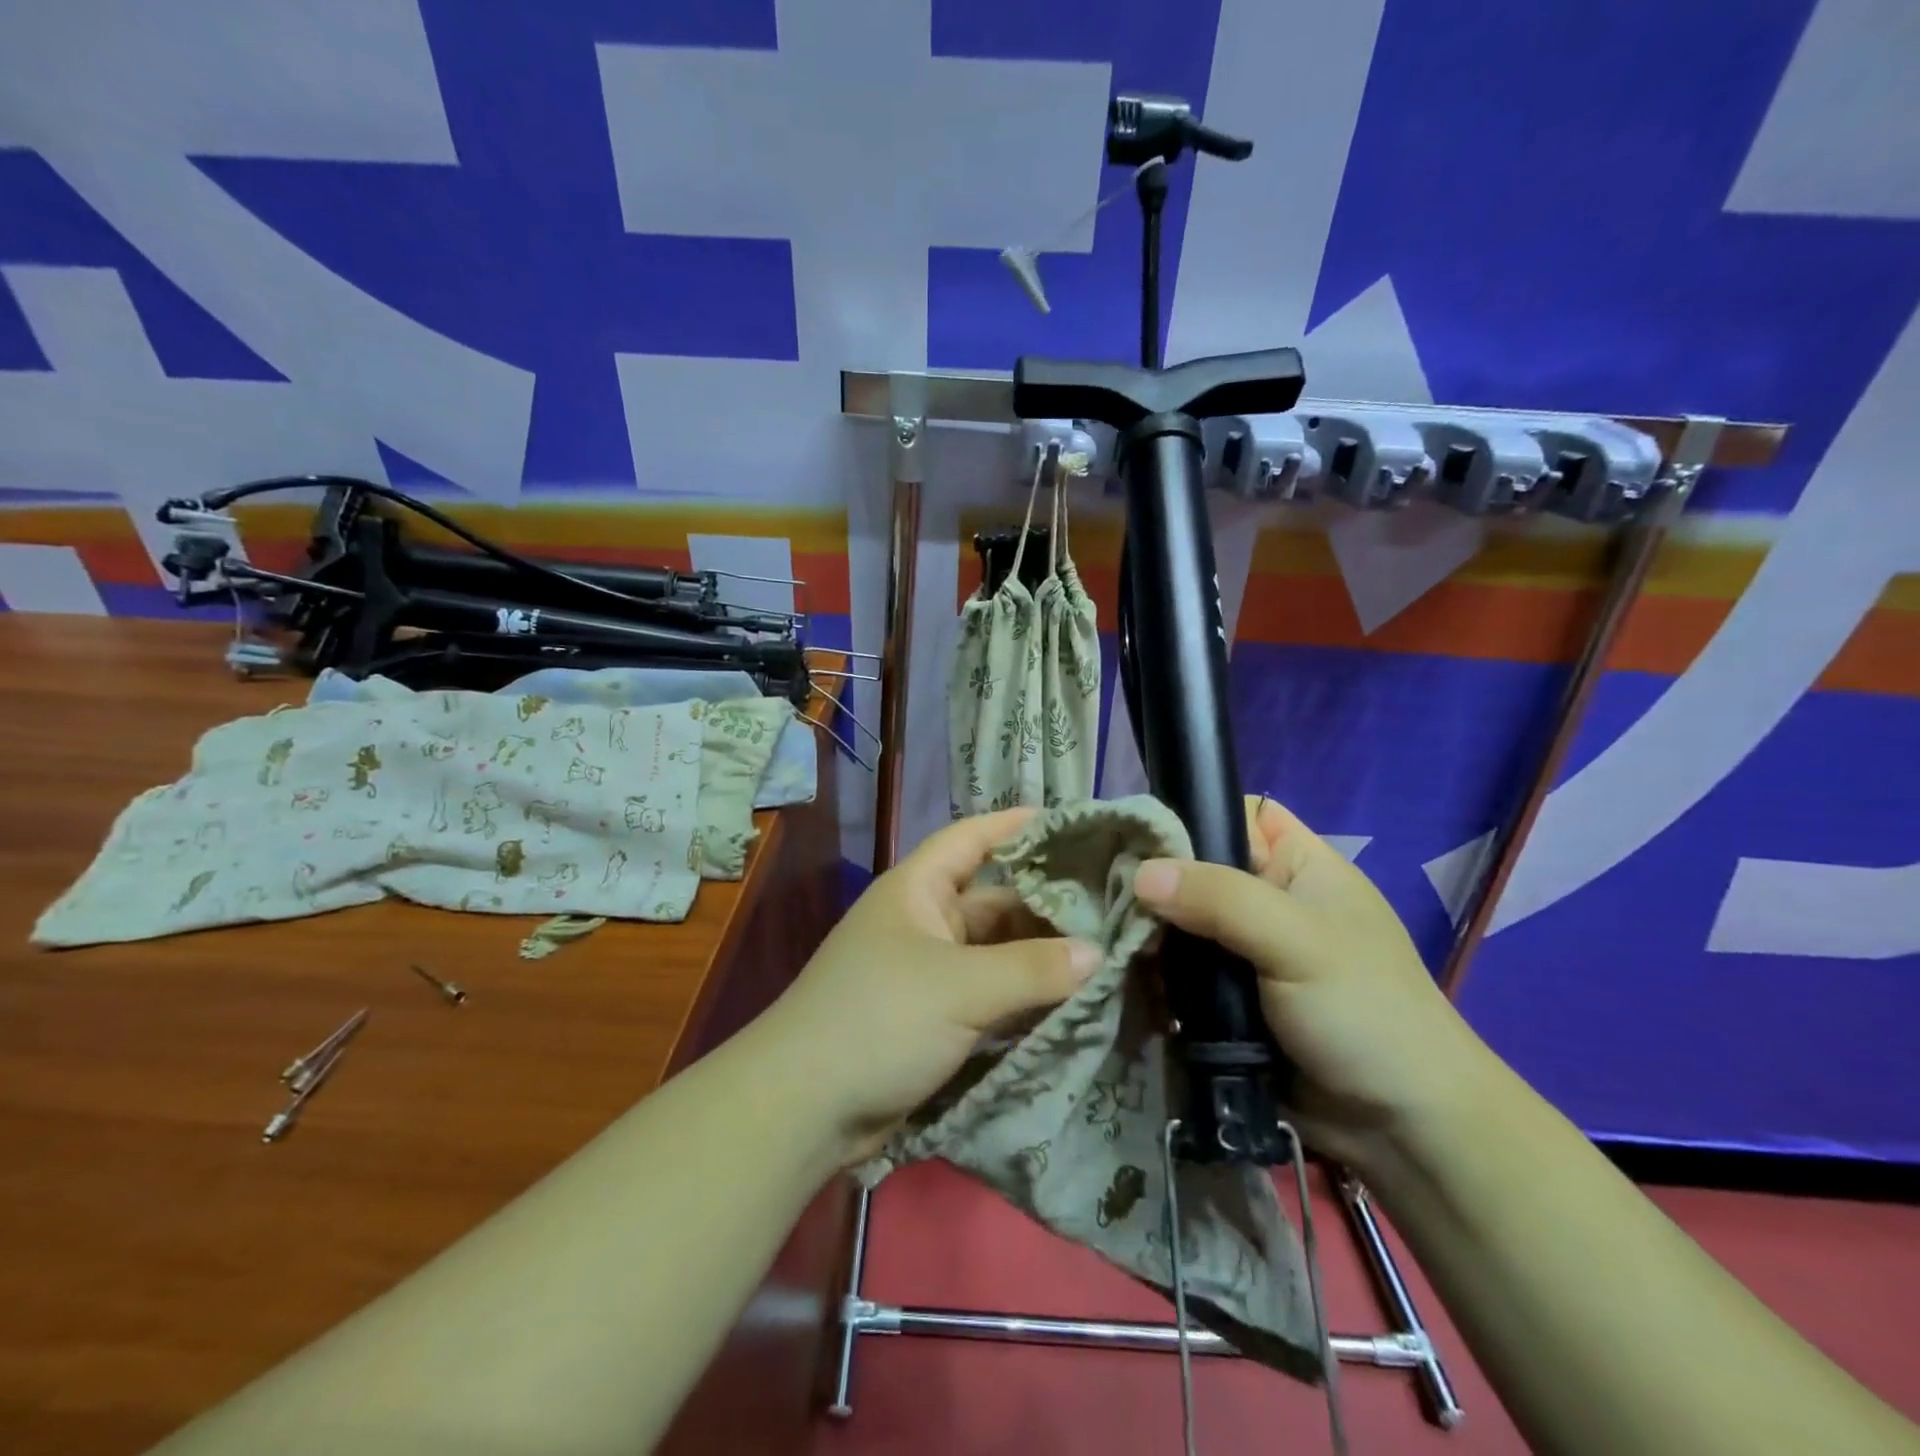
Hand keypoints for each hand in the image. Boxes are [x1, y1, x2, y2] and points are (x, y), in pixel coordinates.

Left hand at [752, 809, 1098, 1166]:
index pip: (971, 838)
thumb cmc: (880, 1020)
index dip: (1015, 825)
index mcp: (918, 891)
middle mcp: (924, 923)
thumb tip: (1097, 952)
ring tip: (1106, 950)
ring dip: (1040, 955)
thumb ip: (1032, 968)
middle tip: (1110, 903)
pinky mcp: (934, 1019)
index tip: (1069, 823)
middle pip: (993, 899)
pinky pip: (989, 995)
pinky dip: (1024, 996)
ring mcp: (928, 973)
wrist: (804, 1108)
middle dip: (1045, 902)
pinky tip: (1071, 999)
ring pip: (995, 952)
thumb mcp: (960, 987)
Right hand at [1132, 795, 1493, 1171]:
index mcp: (1297, 864)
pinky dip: (1156, 976)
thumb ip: (1220, 899)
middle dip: (1154, 884)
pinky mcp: (1225, 997)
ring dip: (1149, 936)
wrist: (1400, 1128)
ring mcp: (1243, 950)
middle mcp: (1266, 898)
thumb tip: (1139, 874)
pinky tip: (1128, 980)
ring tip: (1110, 944)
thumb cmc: (1364, 1012)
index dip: (1189, 817)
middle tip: (1107, 898)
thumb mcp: (1297, 941)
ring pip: (1179, 924)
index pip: (1233, 814)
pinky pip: (1179, 971)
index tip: (1136, 839)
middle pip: (1194, 870)